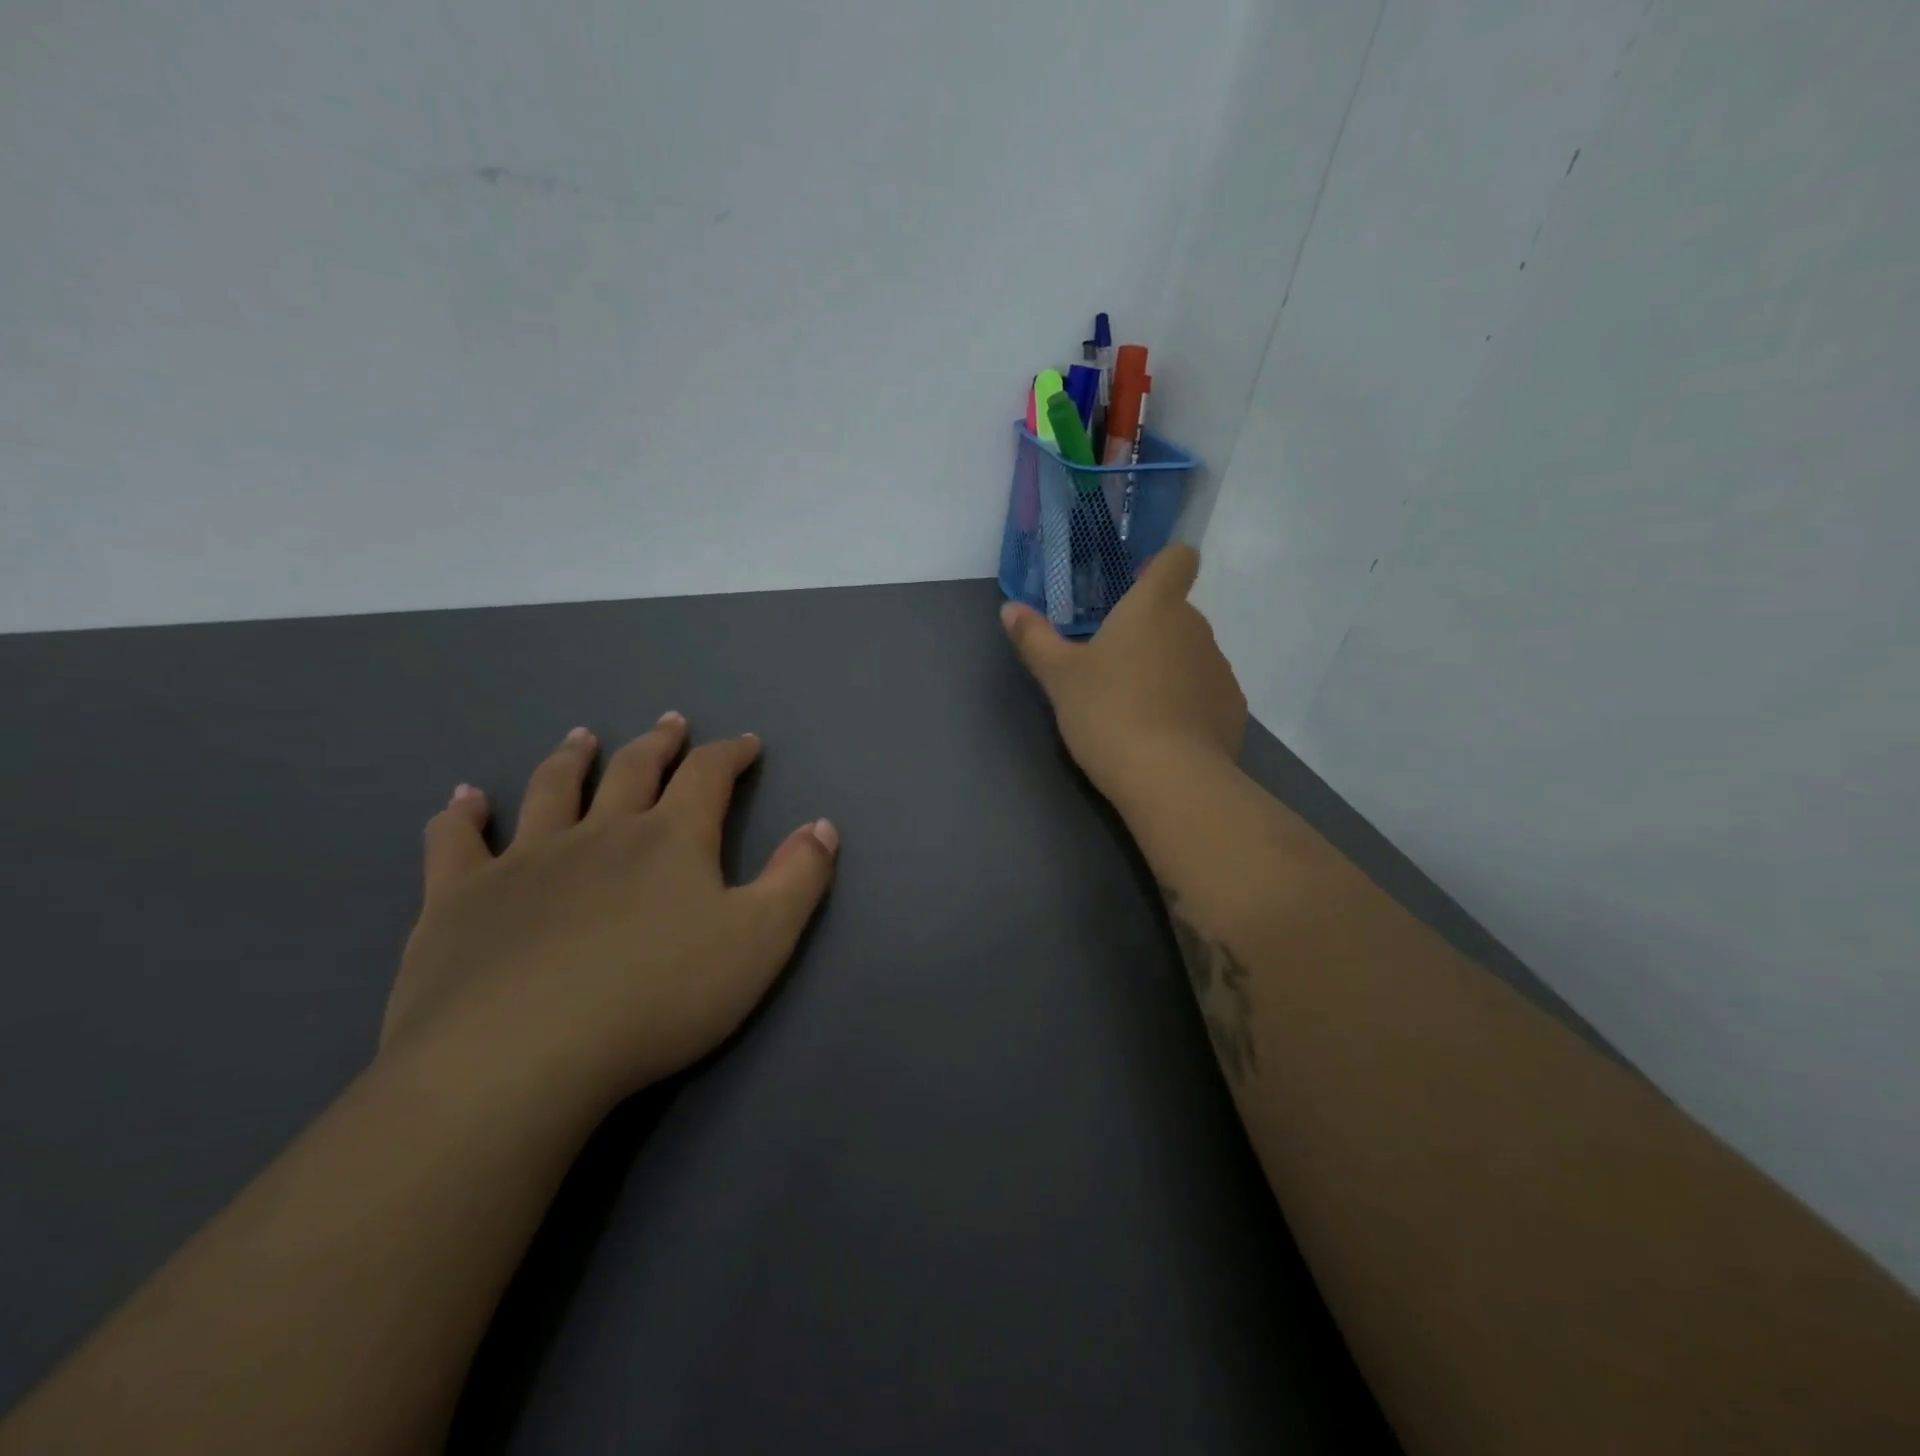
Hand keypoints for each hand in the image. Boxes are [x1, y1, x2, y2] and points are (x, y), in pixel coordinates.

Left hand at [383, 715, 838, 1110]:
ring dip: (572, 759)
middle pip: (634, 770)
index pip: (709, 776)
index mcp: (671, 839)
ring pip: (552, 790)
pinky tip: (463, 800)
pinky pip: (456, 843)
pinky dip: (461, 816)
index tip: (746, 743)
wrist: (520, 1056)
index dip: (731, 754)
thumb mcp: (760, 940)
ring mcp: (525, 860)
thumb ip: (798, 878)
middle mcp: (600, 832)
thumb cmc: (659, 997)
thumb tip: (822, 826)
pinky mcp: (460, 899)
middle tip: (669, 723)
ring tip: (581, 737)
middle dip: (659, 744)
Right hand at [1001, 545, 1246, 801]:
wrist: (1168, 778)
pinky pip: (1205, 693)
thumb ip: (1035, 639)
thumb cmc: (1107, 712)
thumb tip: (1009, 609)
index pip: (1178, 559)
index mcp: (1154, 607)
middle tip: (1112, 668)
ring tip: (1135, 708)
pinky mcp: (1232, 708)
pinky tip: (1163, 735)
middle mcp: (1195, 627)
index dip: (1163, 565)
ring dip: (1167, 669)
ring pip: (1190, 655)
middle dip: (1149, 632)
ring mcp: (1219, 669)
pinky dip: (1187, 704)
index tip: (1140, 586)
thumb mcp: (1059, 677)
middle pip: (1177, 614)